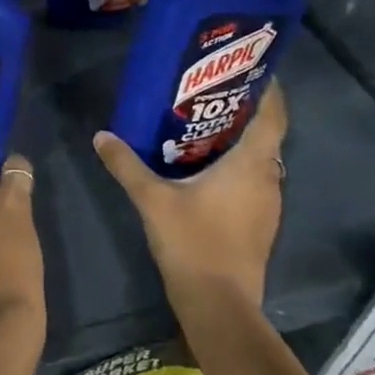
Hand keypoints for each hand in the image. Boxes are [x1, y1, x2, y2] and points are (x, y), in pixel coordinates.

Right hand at [92, 82, 287, 307]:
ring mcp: (268, 204)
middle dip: (244, 111)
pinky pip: (254, 181)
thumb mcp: (152, 199)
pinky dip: (237, 167)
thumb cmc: (193, 242)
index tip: (252, 67)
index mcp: (251, 164)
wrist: (220, 306)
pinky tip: (207, 169)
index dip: (269, 89)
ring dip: (240, 141)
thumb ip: (127, 165)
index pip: (273, 115)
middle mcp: (268, 178)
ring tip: (204, 125)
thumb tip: (102, 135)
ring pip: (260, 160)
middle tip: (211, 93)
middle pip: (265, 135)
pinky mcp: (261, 224)